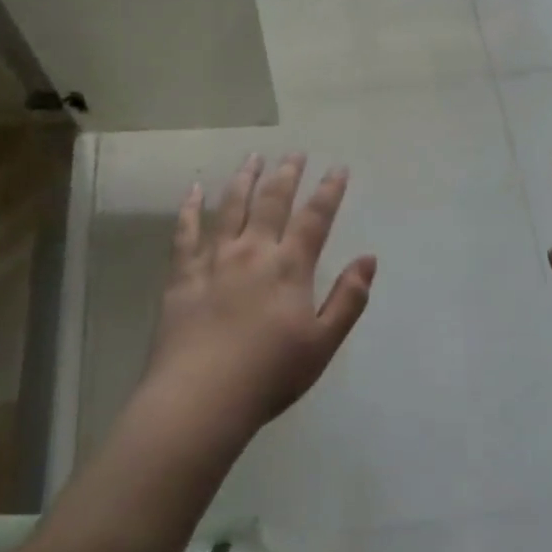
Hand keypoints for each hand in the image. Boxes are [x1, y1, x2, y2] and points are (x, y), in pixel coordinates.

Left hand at [144, 153, 376, 443]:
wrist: (201, 398)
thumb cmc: (268, 375)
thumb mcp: (322, 344)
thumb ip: (348, 299)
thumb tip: (368, 259)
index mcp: (289, 267)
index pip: (315, 218)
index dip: (329, 191)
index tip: (338, 168)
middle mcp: (253, 251)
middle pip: (272, 201)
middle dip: (287, 173)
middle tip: (295, 153)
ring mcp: (214, 259)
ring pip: (231, 206)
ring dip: (244, 178)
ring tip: (253, 157)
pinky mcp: (183, 273)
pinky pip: (185, 231)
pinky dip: (190, 208)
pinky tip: (194, 190)